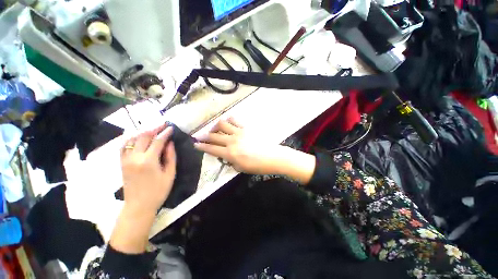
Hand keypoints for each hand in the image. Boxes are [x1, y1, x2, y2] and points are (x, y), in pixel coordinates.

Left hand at [121, 124, 176, 212]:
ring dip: (143, 132)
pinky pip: (124, 146)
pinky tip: (137, 137)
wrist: (138, 206)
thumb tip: (170, 143)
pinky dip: (131, 139)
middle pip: (143, 137)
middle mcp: (134, 157)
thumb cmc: (158, 191)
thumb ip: (170, 157)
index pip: (157, 141)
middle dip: (154, 128)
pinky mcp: (122, 163)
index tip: (171, 128)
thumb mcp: (169, 174)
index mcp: (148, 161)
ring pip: (132, 139)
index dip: (165, 133)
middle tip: (163, 124)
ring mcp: (125, 159)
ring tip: (152, 129)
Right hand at [194, 118, 285, 174]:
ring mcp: (239, 133)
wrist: (273, 157)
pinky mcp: (246, 128)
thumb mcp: (241, 168)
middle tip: (199, 136)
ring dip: (215, 126)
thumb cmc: (258, 166)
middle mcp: (232, 141)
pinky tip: (227, 122)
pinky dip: (229, 120)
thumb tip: (226, 156)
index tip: (195, 144)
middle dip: (204, 136)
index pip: (211, 149)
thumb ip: (231, 161)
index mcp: (230, 154)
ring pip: (222, 124)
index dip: (202, 146)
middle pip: (214, 136)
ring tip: (215, 129)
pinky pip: (235, 120)